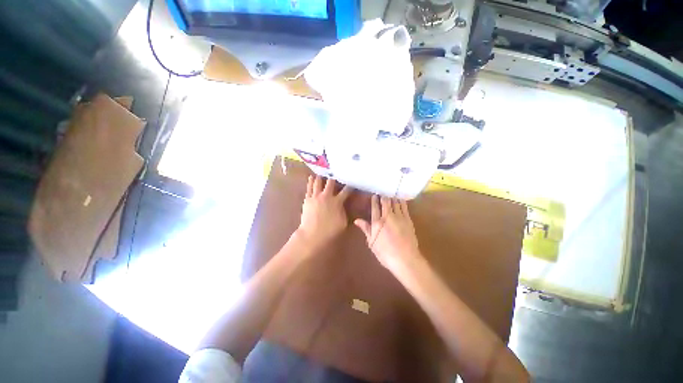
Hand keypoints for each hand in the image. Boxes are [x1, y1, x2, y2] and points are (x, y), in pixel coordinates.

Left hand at [297, 175, 351, 251]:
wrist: (312, 234)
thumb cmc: (330, 230)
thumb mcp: (343, 222)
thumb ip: (344, 212)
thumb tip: (343, 206)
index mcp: (337, 201)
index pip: (346, 191)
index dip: (350, 186)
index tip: (352, 182)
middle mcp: (327, 196)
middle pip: (331, 183)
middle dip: (334, 178)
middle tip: (336, 173)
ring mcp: (316, 196)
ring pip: (318, 182)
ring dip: (321, 177)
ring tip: (323, 171)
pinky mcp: (307, 199)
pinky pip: (309, 188)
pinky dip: (310, 181)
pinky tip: (311, 177)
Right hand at [354, 196, 420, 270]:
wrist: (405, 259)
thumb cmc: (386, 253)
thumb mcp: (372, 243)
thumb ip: (366, 229)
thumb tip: (357, 220)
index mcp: (377, 222)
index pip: (374, 207)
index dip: (374, 200)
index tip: (374, 195)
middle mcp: (387, 216)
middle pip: (385, 202)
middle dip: (383, 196)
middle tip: (382, 193)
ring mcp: (399, 217)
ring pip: (395, 202)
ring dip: (392, 197)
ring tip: (390, 194)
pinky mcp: (408, 219)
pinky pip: (404, 206)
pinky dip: (401, 201)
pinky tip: (400, 199)